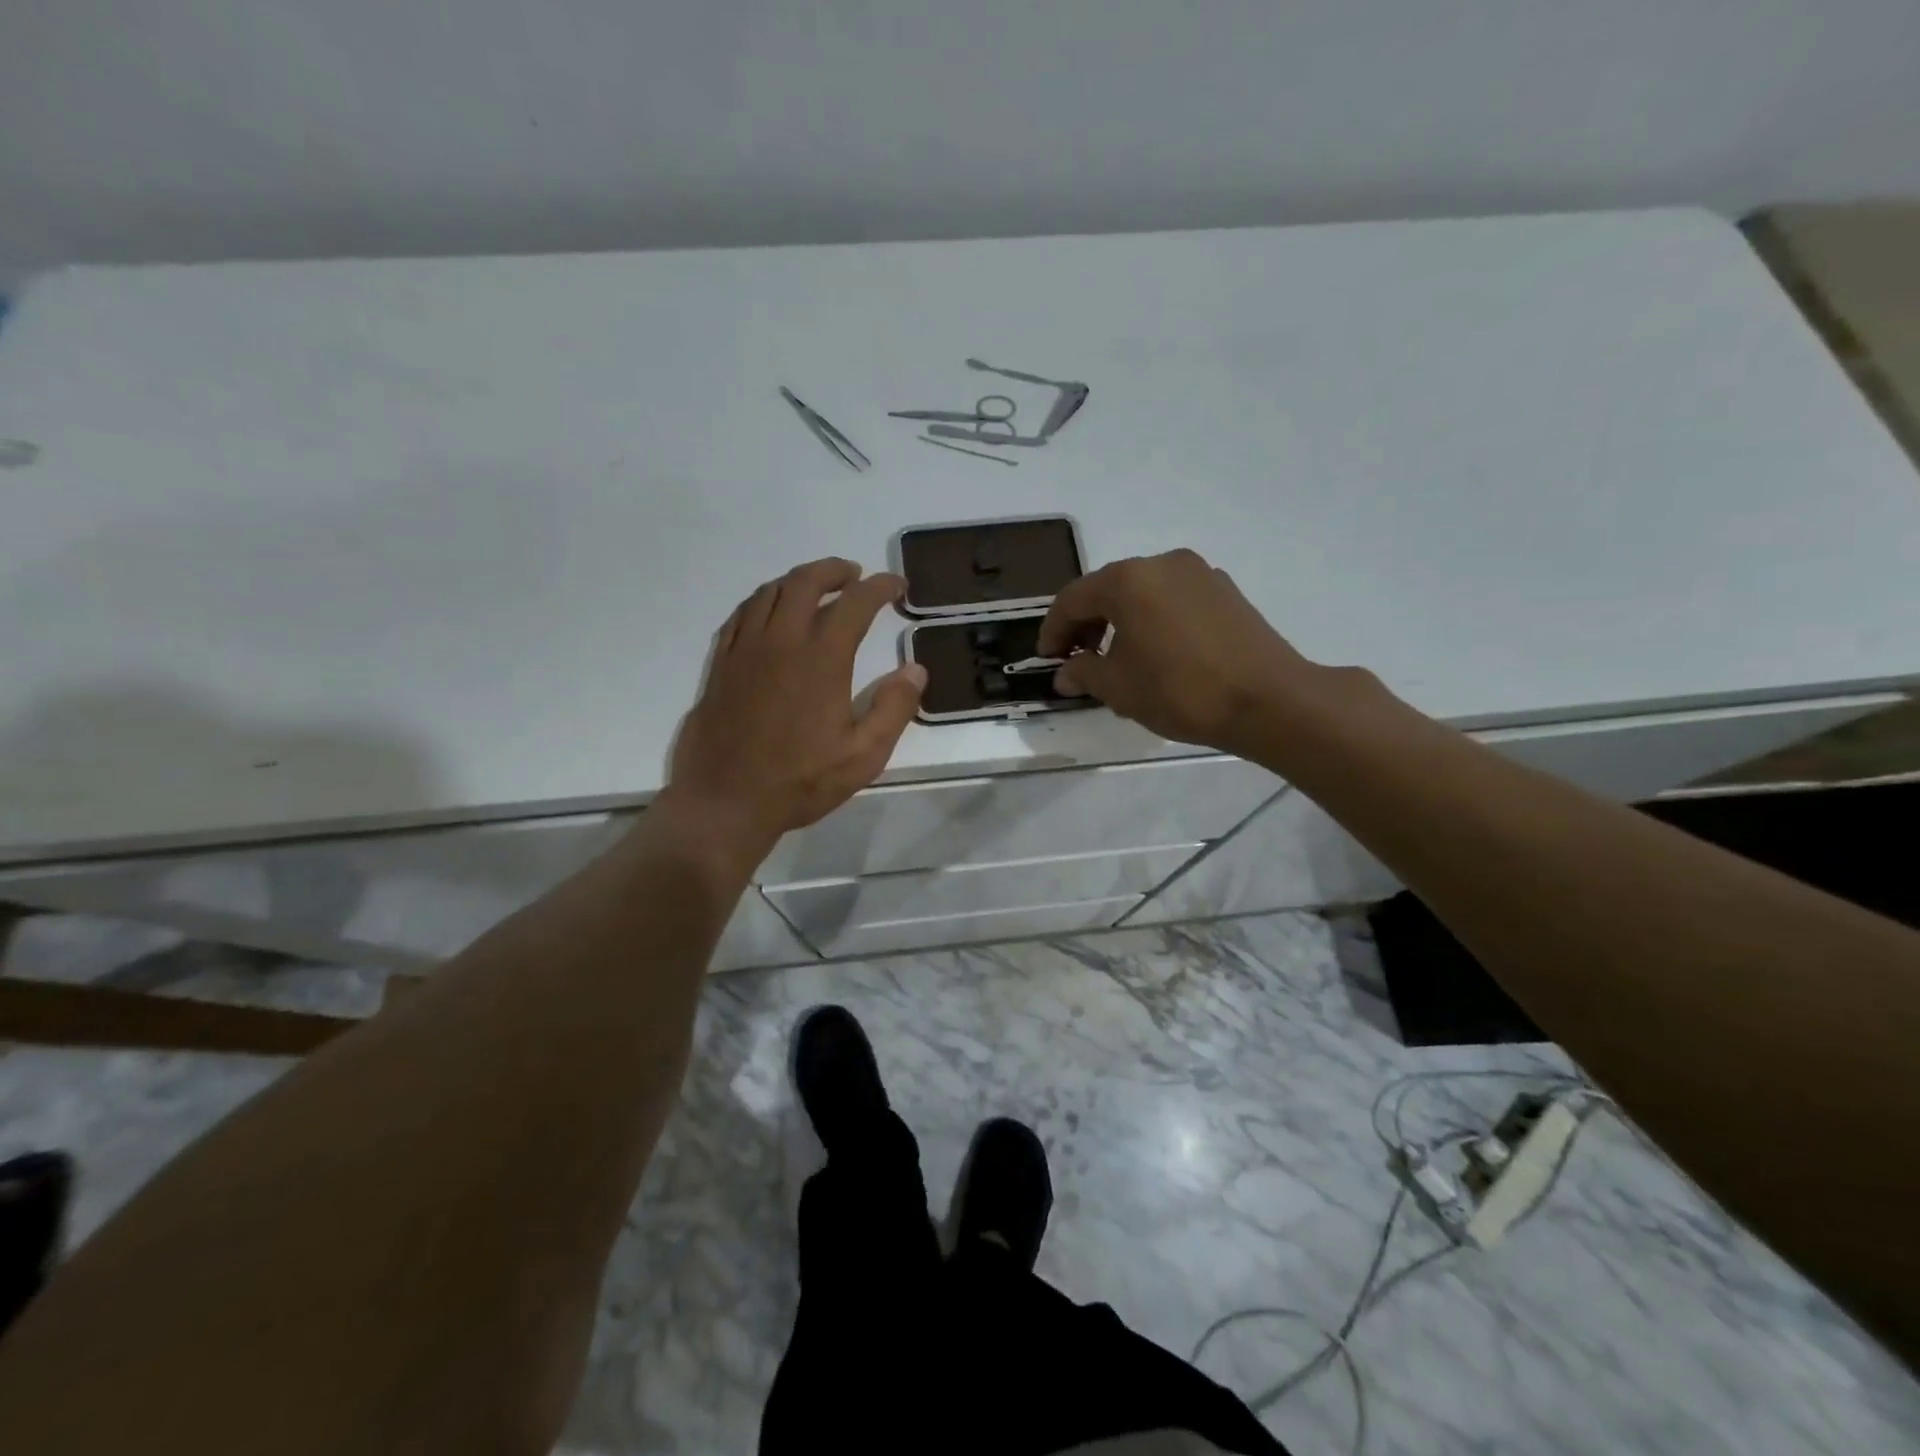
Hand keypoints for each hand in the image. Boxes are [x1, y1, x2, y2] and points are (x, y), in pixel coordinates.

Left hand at [665, 558, 925, 860]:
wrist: (725, 802)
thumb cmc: (800, 782)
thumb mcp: (863, 756)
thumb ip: (893, 709)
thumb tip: (916, 670)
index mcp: (821, 659)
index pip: (855, 603)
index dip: (880, 587)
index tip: (896, 586)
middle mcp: (781, 642)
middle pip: (805, 582)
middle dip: (834, 570)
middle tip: (854, 576)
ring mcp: (745, 650)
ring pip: (769, 592)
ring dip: (798, 581)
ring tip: (816, 588)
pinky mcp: (721, 665)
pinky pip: (741, 615)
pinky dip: (763, 601)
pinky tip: (771, 614)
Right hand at [1038, 549, 1316, 756]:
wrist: (1268, 700)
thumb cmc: (1181, 691)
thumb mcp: (1120, 688)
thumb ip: (1083, 673)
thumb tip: (1065, 673)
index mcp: (1128, 580)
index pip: (1073, 599)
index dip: (1053, 630)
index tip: (1046, 659)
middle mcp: (1162, 564)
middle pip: (1108, 589)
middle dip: (1086, 623)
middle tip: (1077, 659)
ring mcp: (1198, 573)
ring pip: (1142, 592)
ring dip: (1120, 620)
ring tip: (1117, 658)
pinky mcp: (1224, 590)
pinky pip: (1172, 598)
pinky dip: (1153, 618)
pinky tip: (1156, 652)